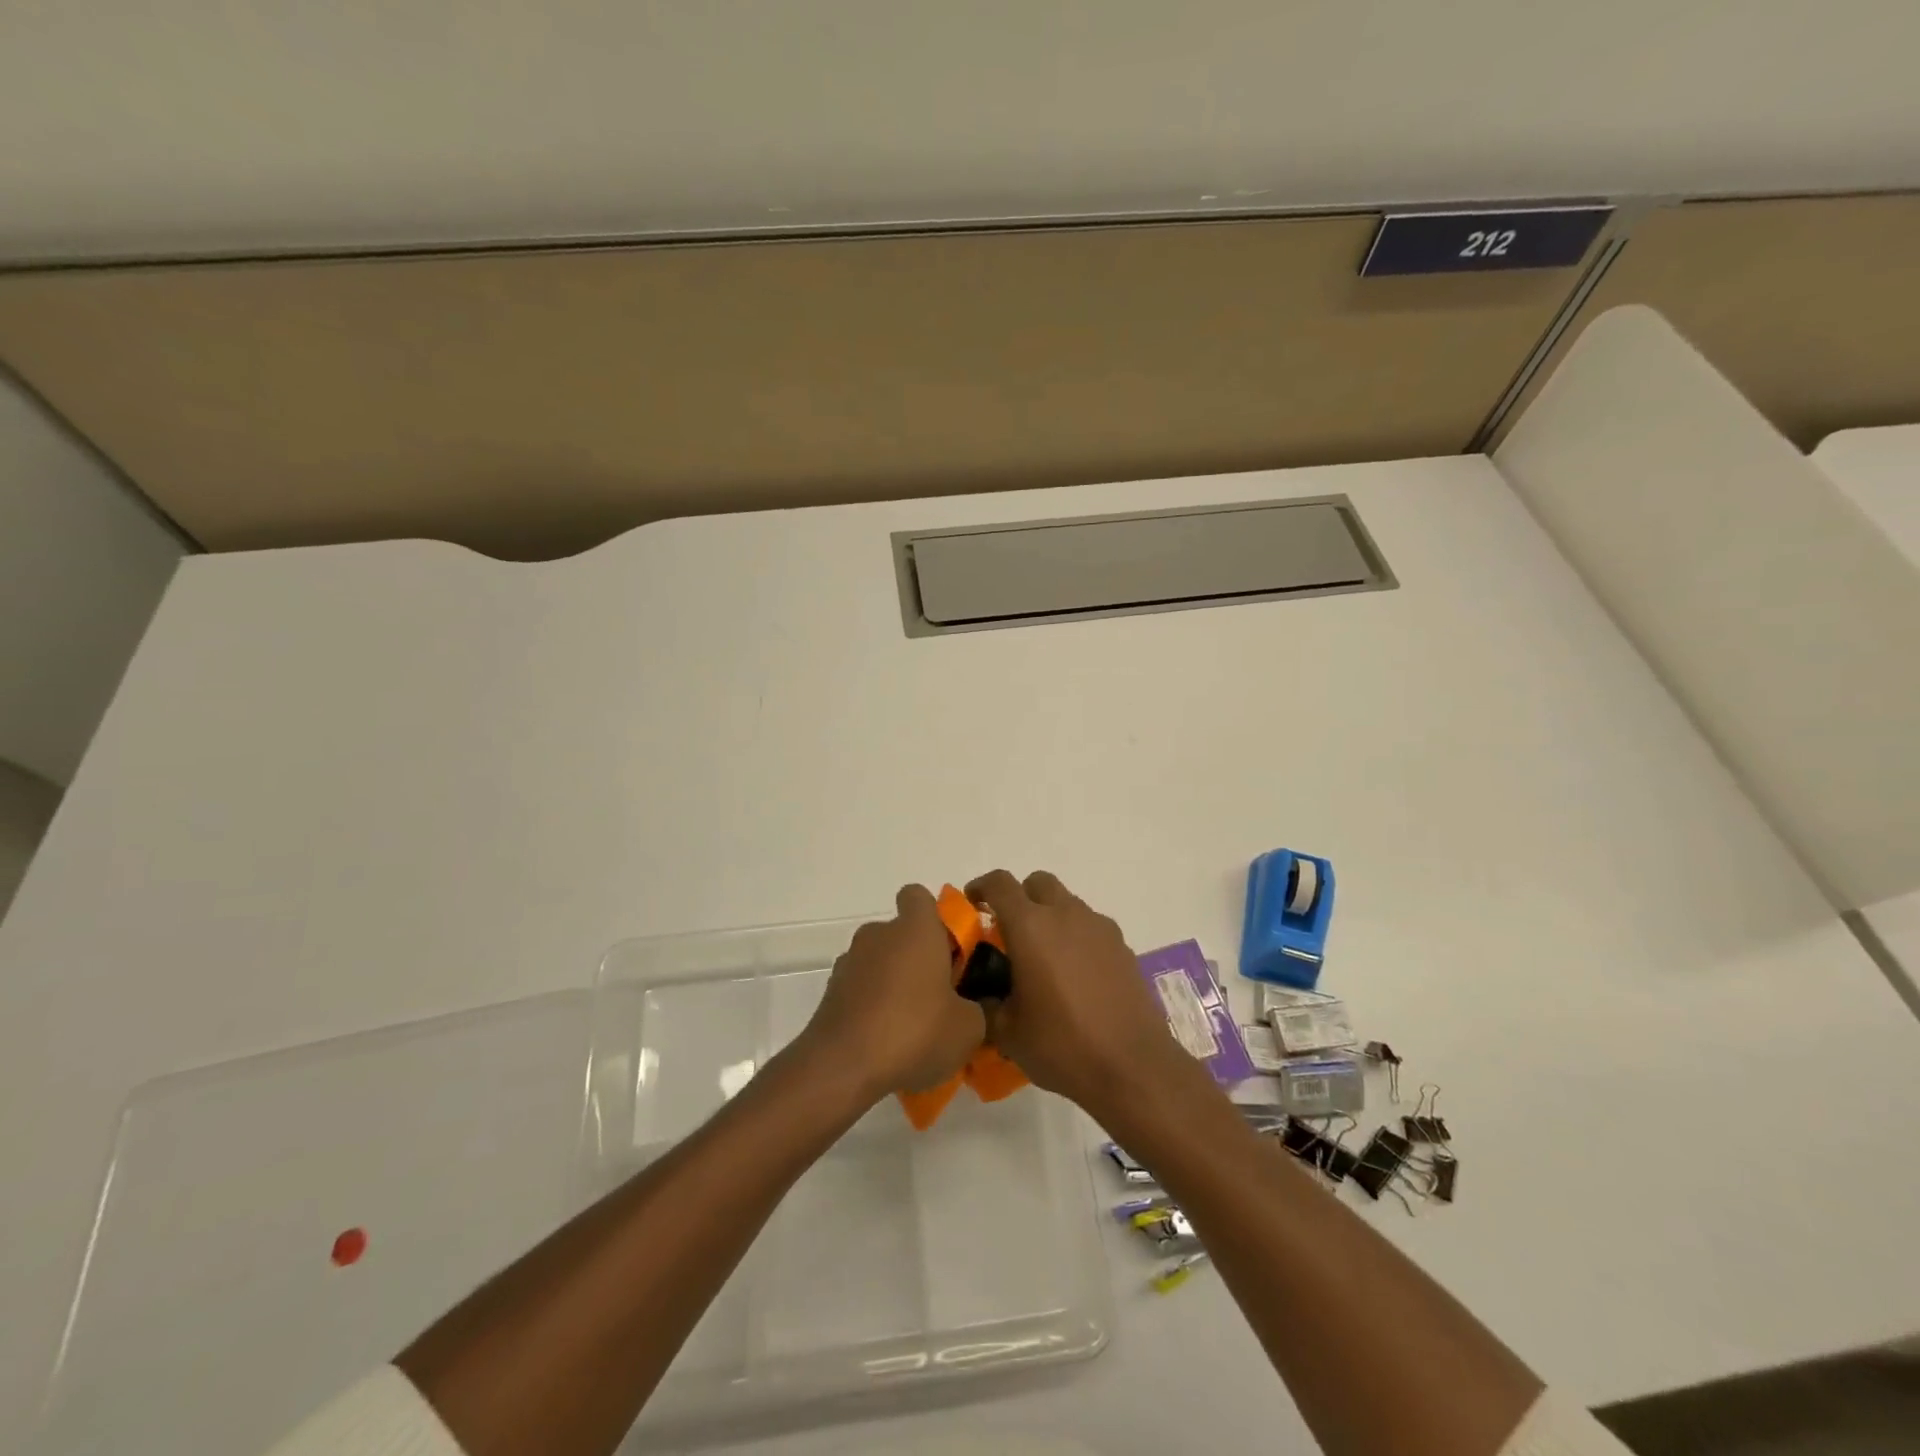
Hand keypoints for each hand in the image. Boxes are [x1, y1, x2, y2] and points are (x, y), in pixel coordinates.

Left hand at [800, 885, 986, 1101]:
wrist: (843, 1067)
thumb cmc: (914, 1032)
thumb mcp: (969, 1027)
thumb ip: (978, 1007)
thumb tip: (973, 1006)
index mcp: (915, 929)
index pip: (919, 896)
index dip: (934, 915)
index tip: (949, 946)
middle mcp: (878, 935)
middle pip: (901, 933)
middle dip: (919, 956)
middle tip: (940, 994)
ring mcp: (850, 962)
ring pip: (880, 961)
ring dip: (895, 982)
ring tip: (913, 1025)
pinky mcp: (832, 993)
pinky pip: (861, 989)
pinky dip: (873, 1005)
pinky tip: (886, 1040)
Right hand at [966, 870, 1188, 1116]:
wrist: (1132, 1066)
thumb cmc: (1062, 1045)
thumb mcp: (1007, 1032)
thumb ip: (987, 1003)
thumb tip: (982, 995)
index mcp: (1030, 927)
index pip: (1000, 883)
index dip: (981, 887)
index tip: (972, 904)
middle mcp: (1065, 915)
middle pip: (1038, 883)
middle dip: (1020, 897)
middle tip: (1010, 932)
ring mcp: (1099, 928)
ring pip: (1067, 903)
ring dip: (1050, 918)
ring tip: (1044, 959)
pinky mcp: (1122, 946)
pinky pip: (1091, 927)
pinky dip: (1076, 938)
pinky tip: (1075, 976)